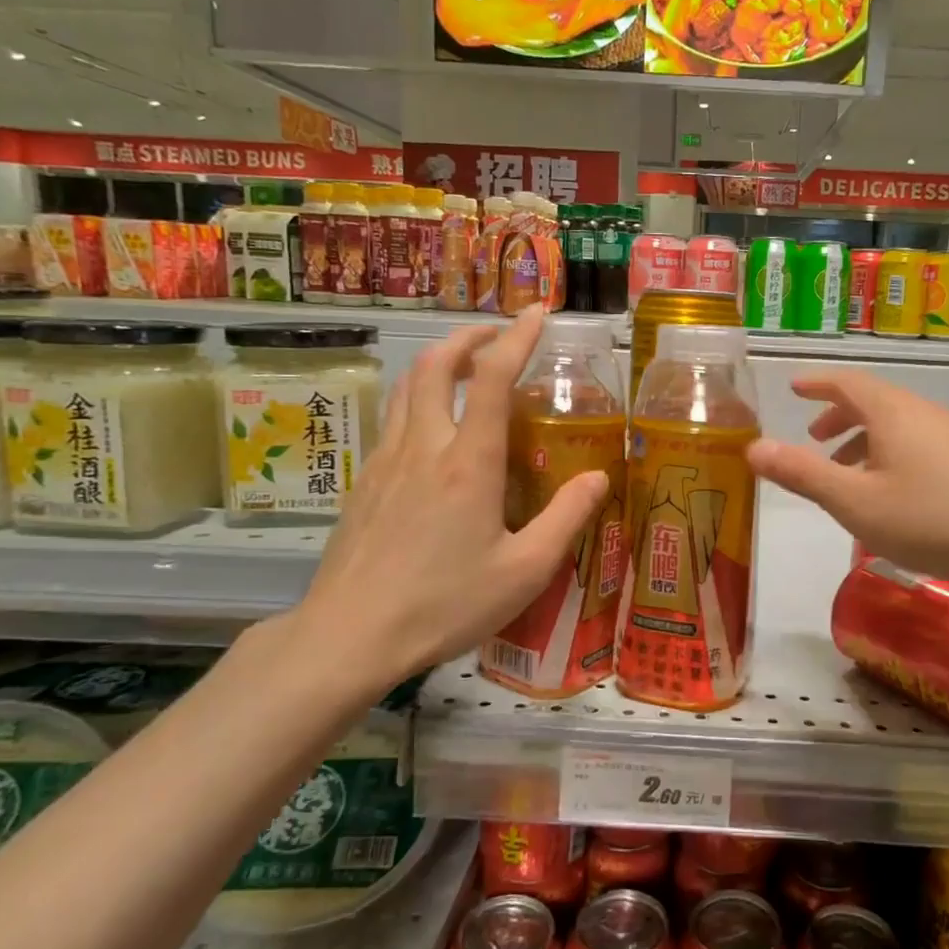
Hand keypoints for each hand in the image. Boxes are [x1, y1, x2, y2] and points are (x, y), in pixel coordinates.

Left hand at [282, 306, 609, 703]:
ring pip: (406, 387)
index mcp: (468, 462)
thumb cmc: (444, 604)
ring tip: (464, 367)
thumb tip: (599, 478)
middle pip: (435, 365)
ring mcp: (386, 462)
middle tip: (496, 333)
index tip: (537, 312)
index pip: (492, 377)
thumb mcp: (524, 571)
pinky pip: (393, 420)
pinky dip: (417, 400)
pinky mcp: (364, 484)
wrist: (349, 636)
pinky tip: (432, 431)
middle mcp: (424, 447)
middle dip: (467, 336)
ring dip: (437, 363)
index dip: (517, 337)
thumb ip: (565, 519)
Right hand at [746, 369, 948, 581]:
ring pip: (898, 426)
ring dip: (865, 440)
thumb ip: (804, 475)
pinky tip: (896, 496)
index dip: (817, 383)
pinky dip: (892, 456)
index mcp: (890, 413)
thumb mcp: (857, 502)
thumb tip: (752, 447)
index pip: (846, 383)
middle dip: (839, 416)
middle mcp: (922, 412)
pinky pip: (920, 445)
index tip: (795, 386)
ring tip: (848, 472)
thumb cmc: (935, 516)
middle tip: (815, 438)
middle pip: (873, 402)